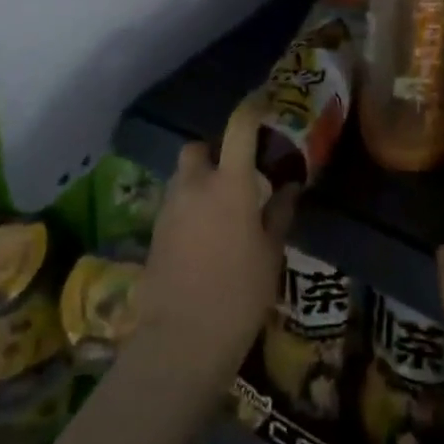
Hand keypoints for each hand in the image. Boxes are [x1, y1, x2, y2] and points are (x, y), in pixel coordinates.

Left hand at [135, 98, 296, 404]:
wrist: (181, 340)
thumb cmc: (238, 294)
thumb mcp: (270, 254)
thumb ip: (278, 214)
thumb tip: (289, 186)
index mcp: (228, 183)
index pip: (239, 127)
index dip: (252, 108)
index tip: (263, 102)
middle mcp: (194, 185)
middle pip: (198, 149)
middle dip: (214, 153)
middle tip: (235, 175)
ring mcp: (169, 208)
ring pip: (182, 177)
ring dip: (199, 181)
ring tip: (221, 210)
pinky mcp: (154, 233)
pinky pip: (174, 205)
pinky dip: (188, 208)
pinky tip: (203, 237)